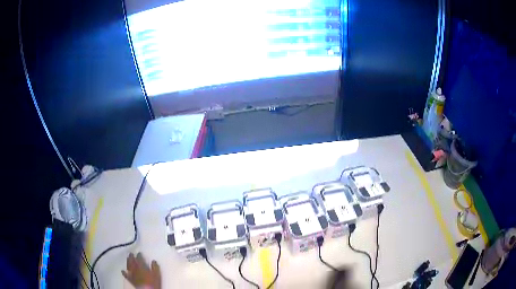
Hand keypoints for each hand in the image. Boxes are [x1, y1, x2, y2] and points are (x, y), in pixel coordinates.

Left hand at [122, 253, 160, 288]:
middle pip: (132, 261)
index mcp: (141, 267)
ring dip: (128, 262)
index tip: (139, 253)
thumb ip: (155, 267)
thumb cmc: (153, 282)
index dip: (139, 255)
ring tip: (127, 258)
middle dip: (131, 257)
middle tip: (131, 253)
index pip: (139, 259)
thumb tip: (153, 261)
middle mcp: (135, 269)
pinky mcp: (130, 279)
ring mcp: (132, 274)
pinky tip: (122, 270)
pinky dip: (124, 272)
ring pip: (128, 266)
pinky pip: (126, 275)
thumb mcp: (157, 274)